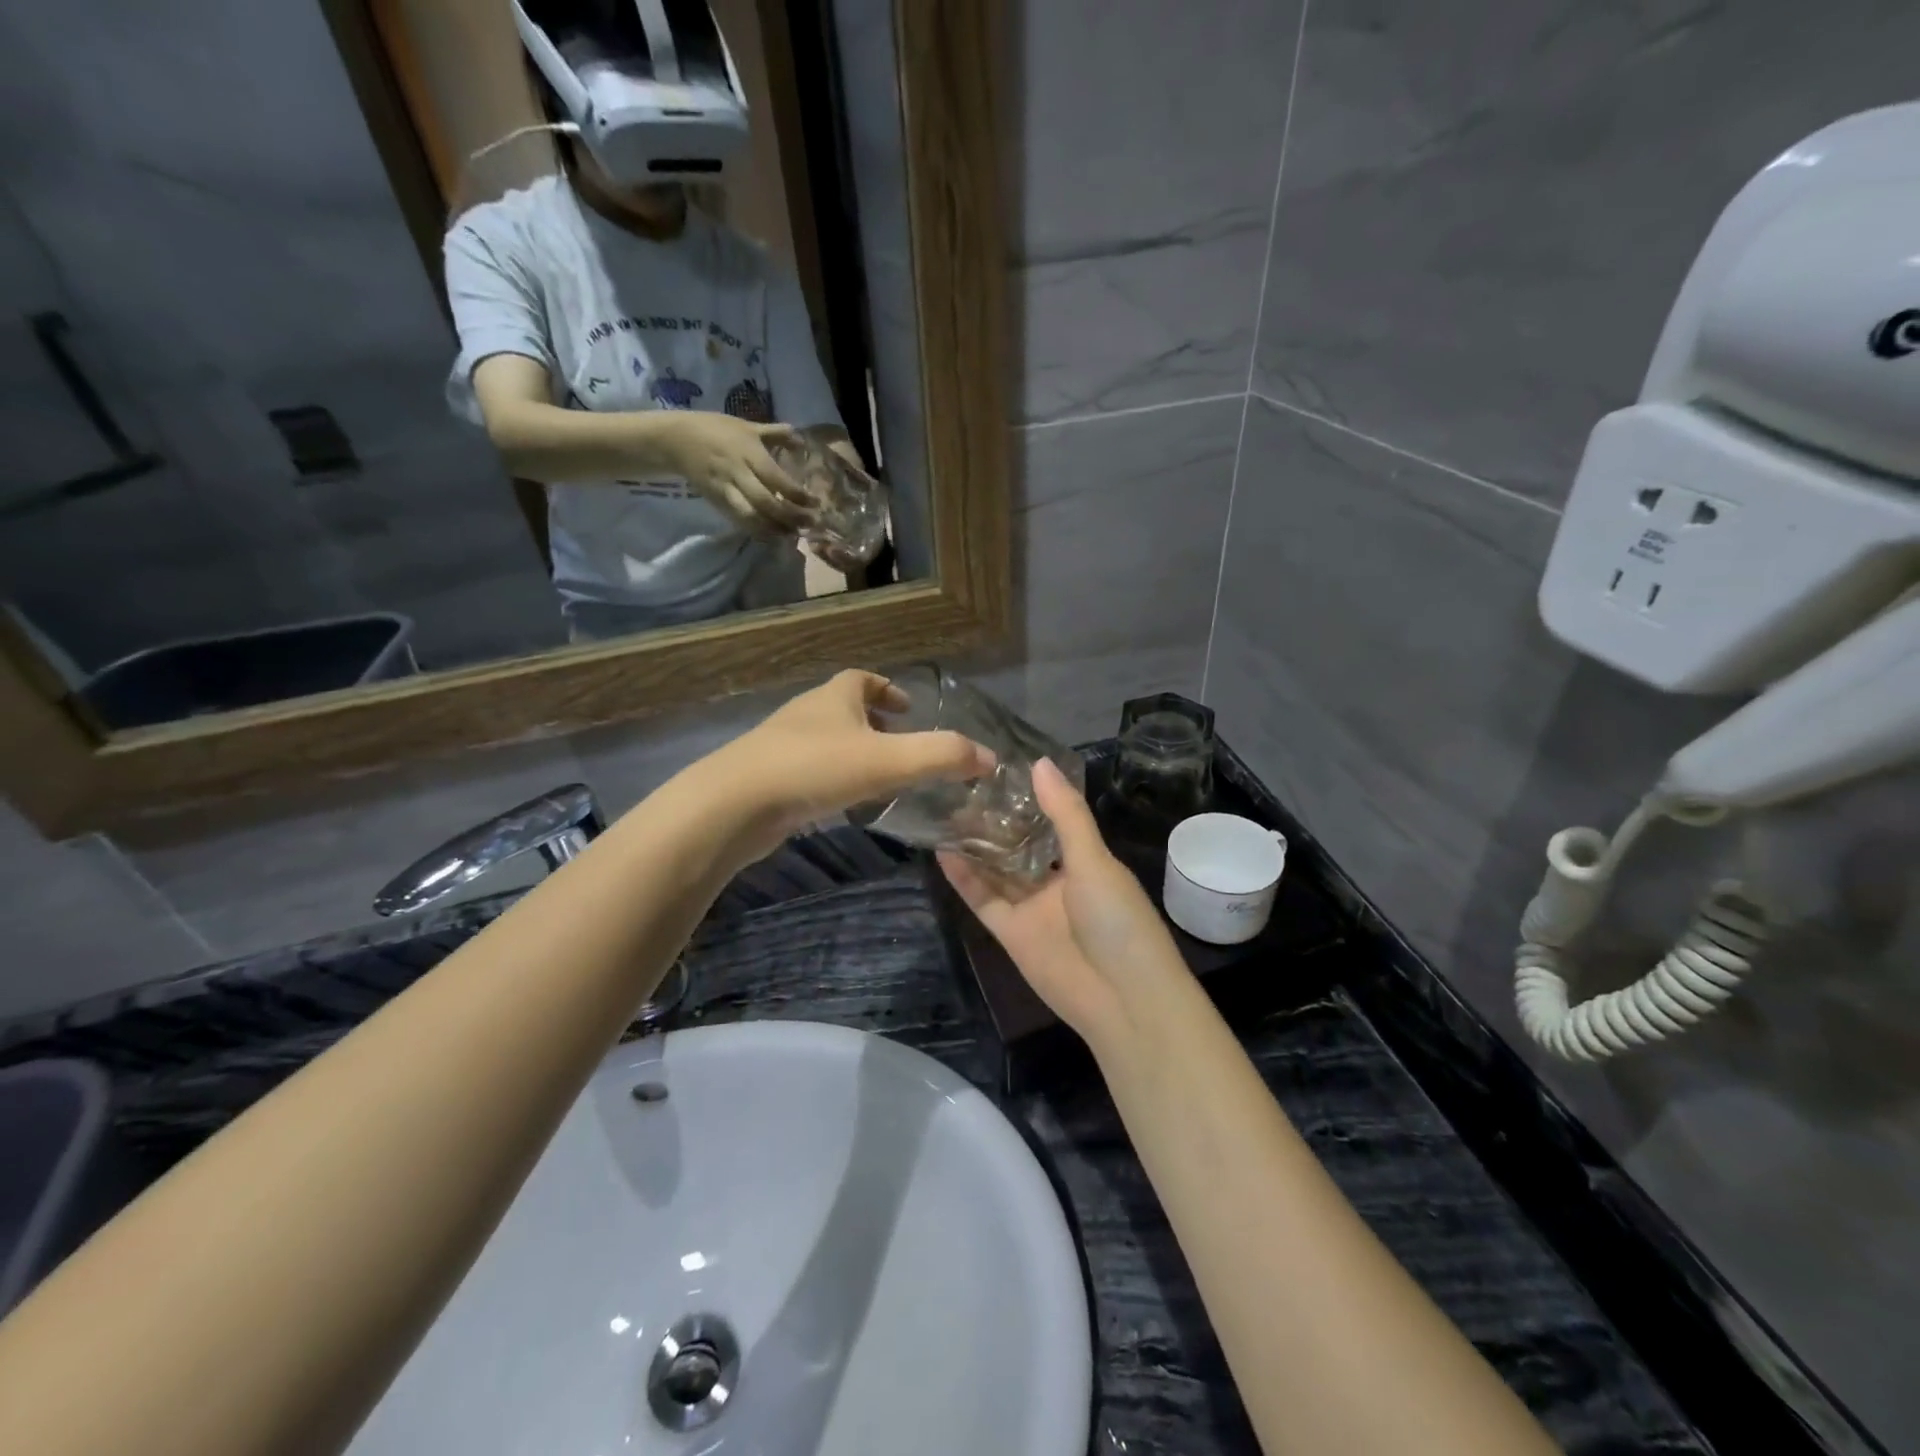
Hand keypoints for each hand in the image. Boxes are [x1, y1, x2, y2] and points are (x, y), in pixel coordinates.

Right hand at [656, 413, 816, 534]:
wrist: (676, 440)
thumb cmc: (716, 429)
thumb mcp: (746, 426)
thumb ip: (775, 433)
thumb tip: (800, 438)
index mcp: (748, 451)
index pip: (776, 478)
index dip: (797, 494)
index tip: (814, 503)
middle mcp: (738, 472)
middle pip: (766, 502)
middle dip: (790, 516)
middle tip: (809, 524)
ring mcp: (726, 489)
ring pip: (752, 516)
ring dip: (775, 529)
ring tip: (793, 533)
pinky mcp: (717, 502)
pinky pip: (739, 521)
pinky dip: (757, 531)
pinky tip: (772, 535)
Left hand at [703, 670, 995, 860]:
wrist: (734, 805)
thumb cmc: (815, 769)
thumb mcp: (889, 760)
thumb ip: (942, 756)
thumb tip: (990, 758)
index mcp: (834, 697)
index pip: (862, 679)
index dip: (887, 688)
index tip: (908, 707)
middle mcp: (807, 713)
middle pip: (843, 708)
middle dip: (873, 722)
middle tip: (900, 745)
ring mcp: (782, 746)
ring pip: (825, 740)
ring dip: (852, 752)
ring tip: (878, 777)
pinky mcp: (767, 778)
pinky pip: (808, 770)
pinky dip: (831, 778)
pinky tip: (842, 804)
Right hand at [939, 759, 1188, 1055]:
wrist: (1123, 1000)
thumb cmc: (1118, 920)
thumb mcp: (1094, 860)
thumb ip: (1065, 815)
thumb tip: (1039, 762)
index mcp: (1085, 861)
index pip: (1051, 820)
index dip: (1027, 798)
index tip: (997, 768)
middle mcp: (1056, 881)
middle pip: (1018, 845)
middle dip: (994, 821)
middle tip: (959, 786)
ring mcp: (1032, 908)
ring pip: (996, 871)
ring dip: (974, 846)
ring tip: (944, 811)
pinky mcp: (1010, 934)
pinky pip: (983, 900)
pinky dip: (964, 878)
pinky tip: (942, 850)